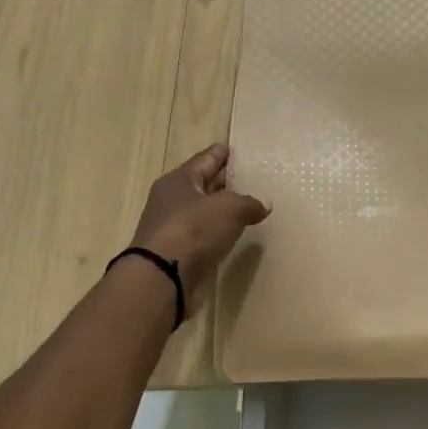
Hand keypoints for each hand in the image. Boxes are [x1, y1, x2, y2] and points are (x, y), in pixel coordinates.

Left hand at [129, 144, 269, 305]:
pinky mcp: (181, 253)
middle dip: (227, 181)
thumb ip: (250, 202)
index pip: (206, 159)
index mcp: (180, 180)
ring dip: (225, 209)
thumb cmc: (193, 230)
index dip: (224, 153)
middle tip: (254, 178)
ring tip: (252, 205)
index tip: (241, 150)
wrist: (163, 278)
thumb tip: (264, 204)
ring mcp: (176, 227)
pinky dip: (221, 232)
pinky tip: (238, 232)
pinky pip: (206, 235)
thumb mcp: (229, 208)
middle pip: (205, 184)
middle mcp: (174, 200)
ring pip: (206, 211)